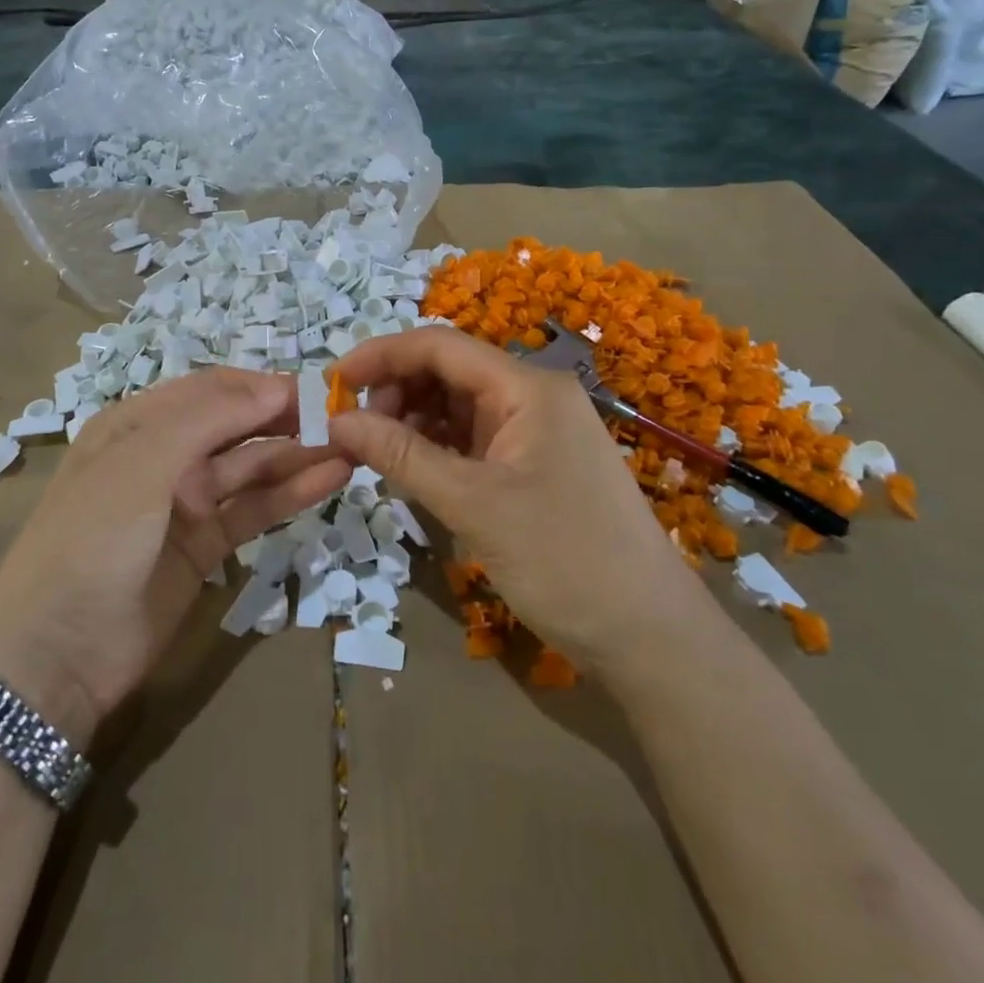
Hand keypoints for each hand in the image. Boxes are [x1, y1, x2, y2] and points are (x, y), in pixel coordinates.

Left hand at [0, 368, 348, 749]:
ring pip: (252, 467)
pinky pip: (254, 509)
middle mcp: (165, 454)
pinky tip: (331, 480)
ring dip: (298, 455)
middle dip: (286, 418)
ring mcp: (187, 501)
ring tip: (352, 446)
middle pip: (237, 425)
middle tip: (344, 418)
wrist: (54, 655)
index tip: (316, 390)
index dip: (262, 386)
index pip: (213, 389)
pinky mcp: (207, 546)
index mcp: (138, 423)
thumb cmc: (91, 538)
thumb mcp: (141, 462)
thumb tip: (274, 385)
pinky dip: (291, 494)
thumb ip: (208, 417)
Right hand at [329, 327, 696, 675]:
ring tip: (377, 453)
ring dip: (413, 420)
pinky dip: (437, 447)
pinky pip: (473, 438)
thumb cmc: (565, 561)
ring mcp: (536, 431)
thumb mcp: (473, 505)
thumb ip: (402, 456)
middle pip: (448, 371)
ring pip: (458, 406)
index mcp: (527, 388)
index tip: (334, 380)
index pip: (441, 346)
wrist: (649, 636)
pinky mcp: (535, 464)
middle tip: (355, 431)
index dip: (382, 354)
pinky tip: (412, 469)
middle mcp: (533, 396)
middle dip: (396, 391)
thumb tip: (337, 421)